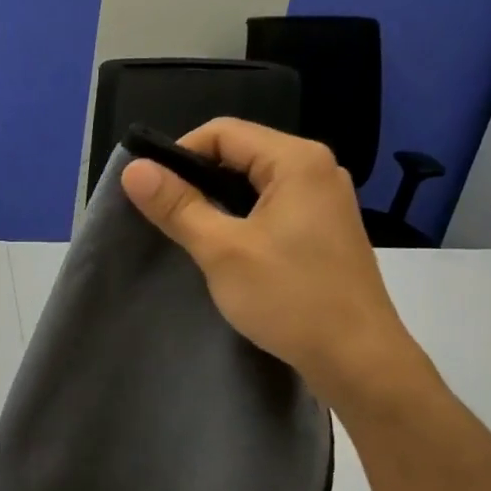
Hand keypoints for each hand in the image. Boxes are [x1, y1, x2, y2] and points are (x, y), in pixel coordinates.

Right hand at [120, 118, 432, 415]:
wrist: (357, 358)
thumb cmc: (290, 298)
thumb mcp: (222, 250)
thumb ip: (178, 207)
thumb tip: (134, 170)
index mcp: (297, 161)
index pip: (223, 132)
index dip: (179, 155)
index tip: (151, 193)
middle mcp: (317, 170)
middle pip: (241, 154)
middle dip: (197, 180)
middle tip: (164, 217)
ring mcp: (325, 202)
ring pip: (255, 184)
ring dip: (218, 203)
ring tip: (189, 236)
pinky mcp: (325, 232)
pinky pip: (273, 209)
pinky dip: (242, 221)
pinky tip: (226, 252)